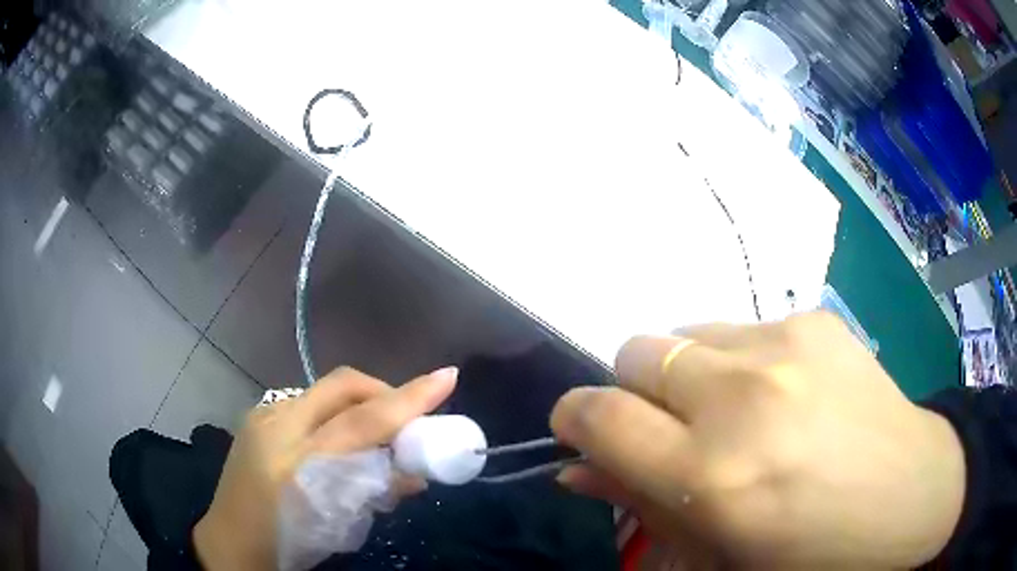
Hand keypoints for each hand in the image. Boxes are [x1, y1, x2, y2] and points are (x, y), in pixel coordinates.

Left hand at [193, 366, 457, 570]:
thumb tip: (416, 471)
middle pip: (342, 386)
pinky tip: (337, 440)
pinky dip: (334, 414)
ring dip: (359, 404)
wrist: (230, 542)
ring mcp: (263, 415)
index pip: (363, 421)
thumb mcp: (338, 526)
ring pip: (325, 391)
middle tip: (408, 417)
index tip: (447, 377)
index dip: (408, 399)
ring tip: (375, 434)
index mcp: (298, 462)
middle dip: (384, 391)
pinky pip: (308, 402)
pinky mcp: (257, 416)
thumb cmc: (289, 542)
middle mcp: (277, 425)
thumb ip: (376, 492)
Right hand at [551, 312, 965, 569]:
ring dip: (689, 375)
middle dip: (634, 392)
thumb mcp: (719, 556)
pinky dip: (739, 363)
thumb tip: (581, 468)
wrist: (913, 495)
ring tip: (736, 414)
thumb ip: (643, 506)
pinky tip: (783, 396)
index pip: (601, 415)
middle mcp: (744, 397)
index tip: (580, 429)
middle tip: (672, 432)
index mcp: (715, 477)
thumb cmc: (813, 551)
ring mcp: (786, 345)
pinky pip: (742, 329)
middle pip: (637, 352)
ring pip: (687, 334)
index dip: (575, 417)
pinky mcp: (815, 320)